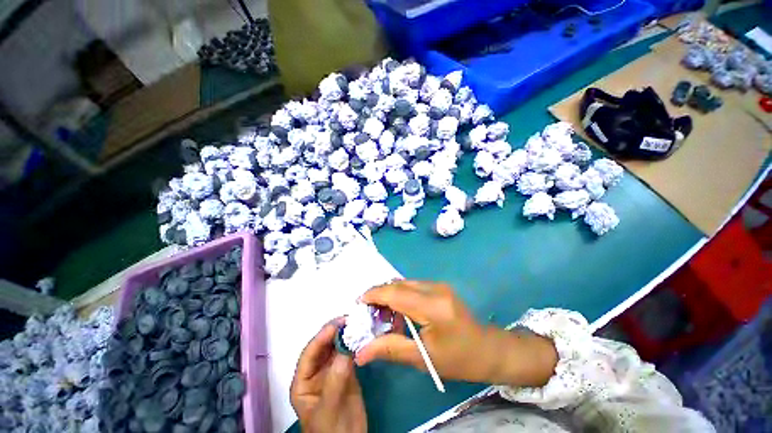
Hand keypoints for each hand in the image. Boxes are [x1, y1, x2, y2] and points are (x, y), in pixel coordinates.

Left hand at [291, 320, 366, 432]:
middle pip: (323, 347)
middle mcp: (316, 373)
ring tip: (357, 324)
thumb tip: (345, 350)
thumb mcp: (329, 409)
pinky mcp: (346, 372)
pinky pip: (349, 354)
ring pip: (336, 348)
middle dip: (335, 332)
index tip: (338, 323)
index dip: (322, 337)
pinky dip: (355, 345)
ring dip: (346, 335)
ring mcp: (332, 371)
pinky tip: (362, 337)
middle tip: (351, 319)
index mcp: (303, 382)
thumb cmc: (332, 432)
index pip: (310, 354)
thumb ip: (334, 380)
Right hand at [356, 280, 556, 386]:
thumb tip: (361, 352)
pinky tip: (399, 313)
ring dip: (389, 295)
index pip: (396, 293)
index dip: (374, 295)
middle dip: (379, 295)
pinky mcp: (439, 287)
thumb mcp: (423, 358)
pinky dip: (400, 296)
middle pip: (398, 284)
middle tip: (368, 313)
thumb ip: (390, 349)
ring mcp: (438, 285)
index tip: (358, 304)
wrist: (487, 349)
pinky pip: (413, 286)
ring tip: (381, 315)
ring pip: (404, 283)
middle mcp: (435, 288)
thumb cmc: (458, 359)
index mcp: (433, 306)